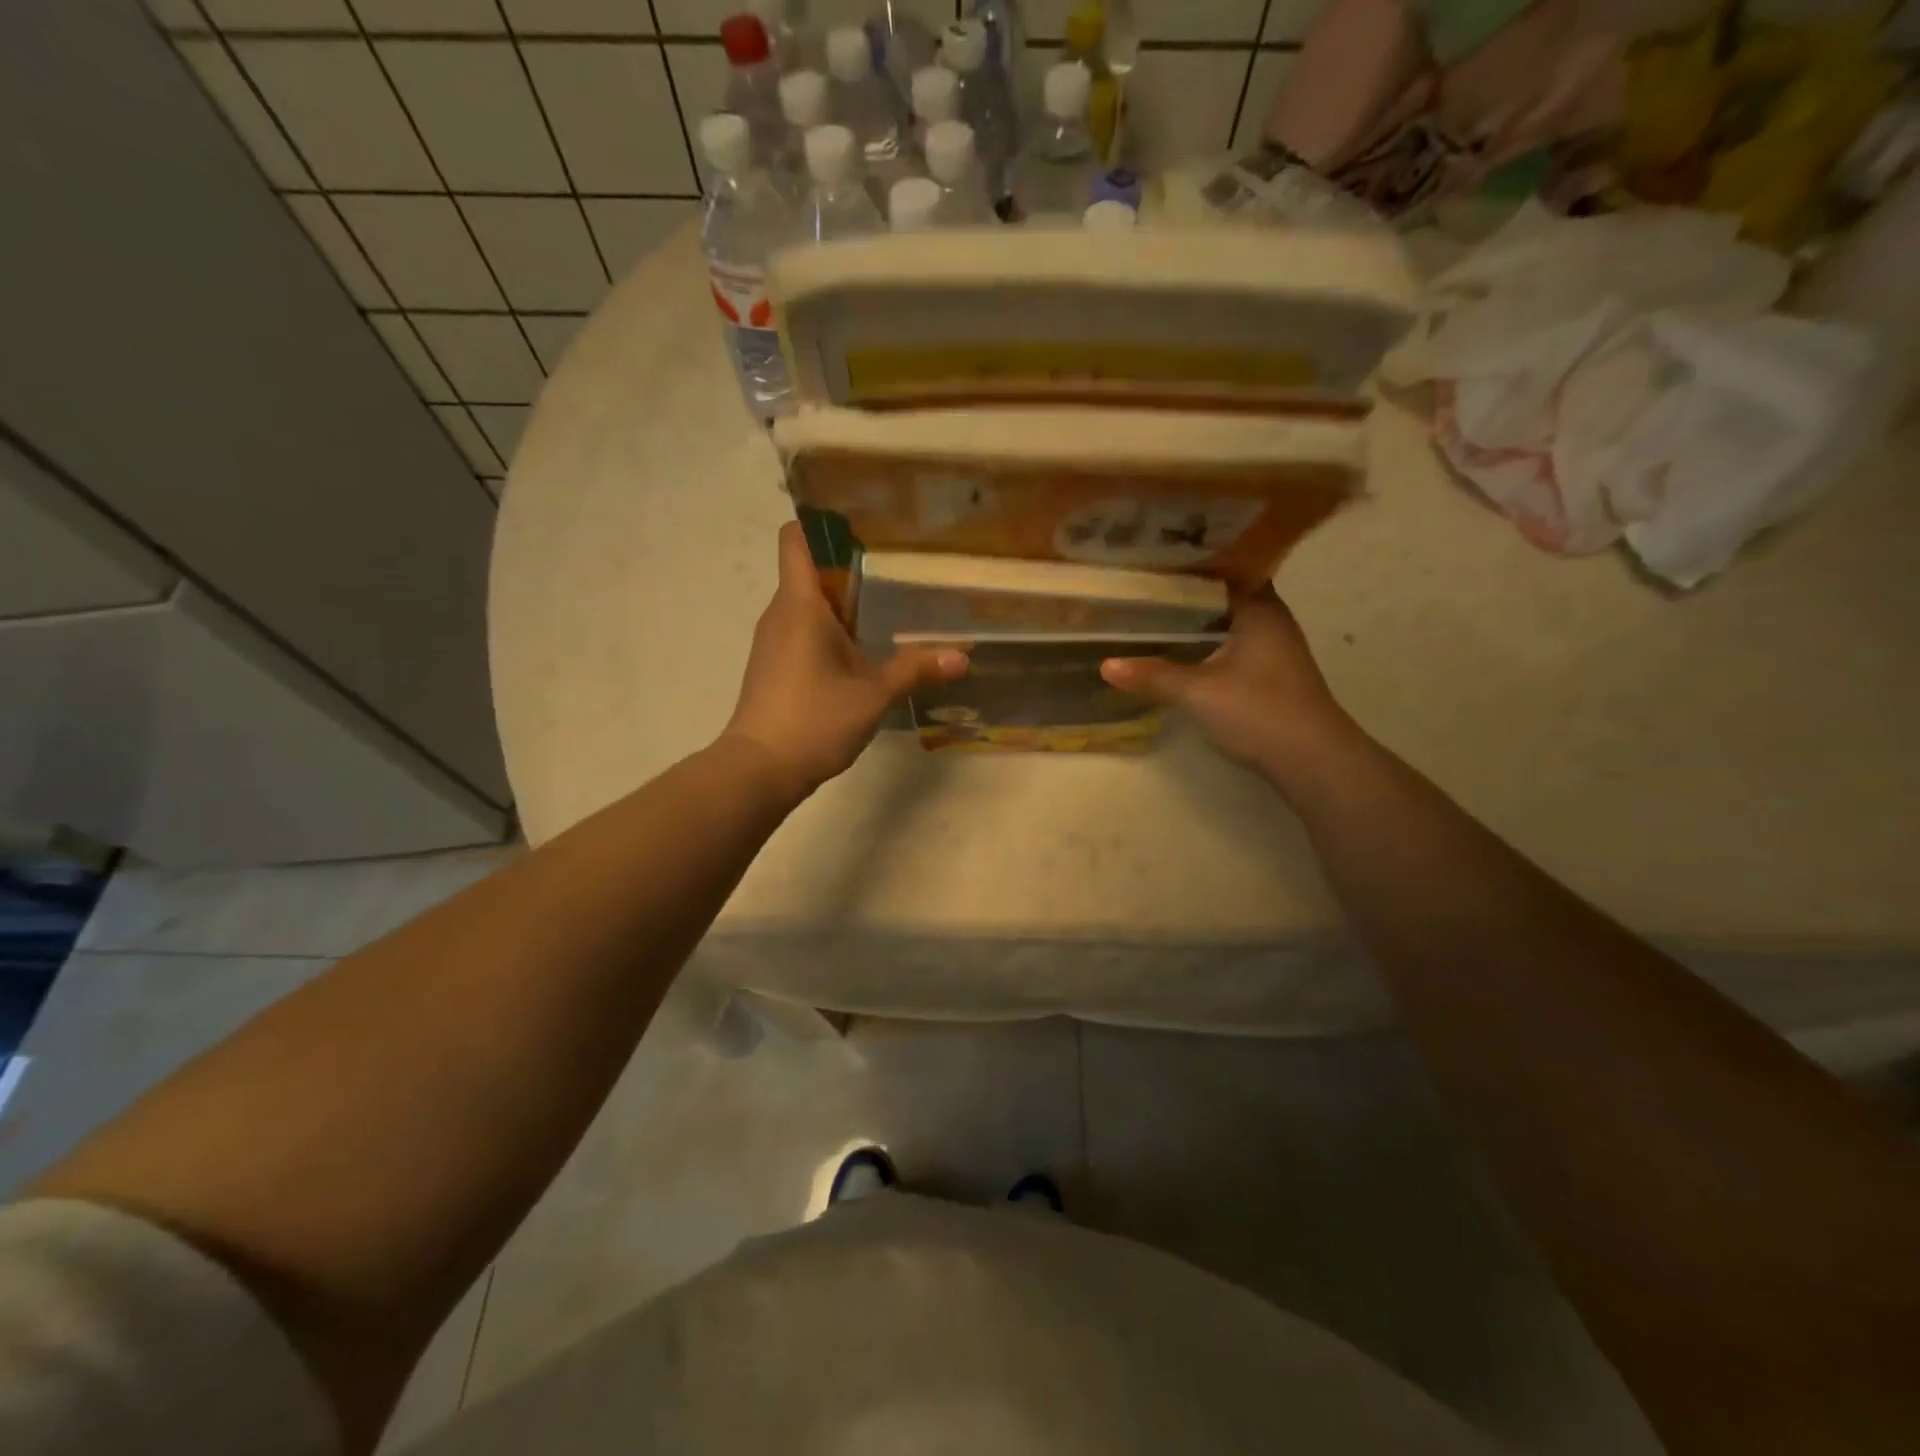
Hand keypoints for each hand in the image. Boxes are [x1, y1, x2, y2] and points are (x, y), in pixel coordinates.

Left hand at [722, 523, 967, 800]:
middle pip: (809, 570)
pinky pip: (802, 631)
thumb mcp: (873, 694)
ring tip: (887, 607)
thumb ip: (916, 669)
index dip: (821, 524)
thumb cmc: (814, 719)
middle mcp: (780, 613)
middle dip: (849, 565)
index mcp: (800, 604)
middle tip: (896, 568)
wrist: (760, 770)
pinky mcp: (774, 666)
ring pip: (807, 604)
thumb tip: (962, 656)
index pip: (795, 538)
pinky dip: (829, 631)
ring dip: (841, 603)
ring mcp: (773, 641)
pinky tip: (862, 650)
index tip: (862, 527)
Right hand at [1100, 584, 1359, 784]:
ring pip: (1228, 623)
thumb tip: (1105, 665)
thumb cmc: (1258, 711)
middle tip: (1143, 585)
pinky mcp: (1270, 676)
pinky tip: (1180, 651)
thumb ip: (1152, 675)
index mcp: (1260, 608)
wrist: (1311, 760)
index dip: (1192, 562)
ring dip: (1197, 622)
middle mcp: (1271, 620)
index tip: (1155, 558)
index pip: (1227, 566)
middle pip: (1224, 596)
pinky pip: (1232, 646)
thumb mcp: (1197, 692)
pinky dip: (1207, 644)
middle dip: (1187, 593)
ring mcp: (1274, 650)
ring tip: (1152, 614)